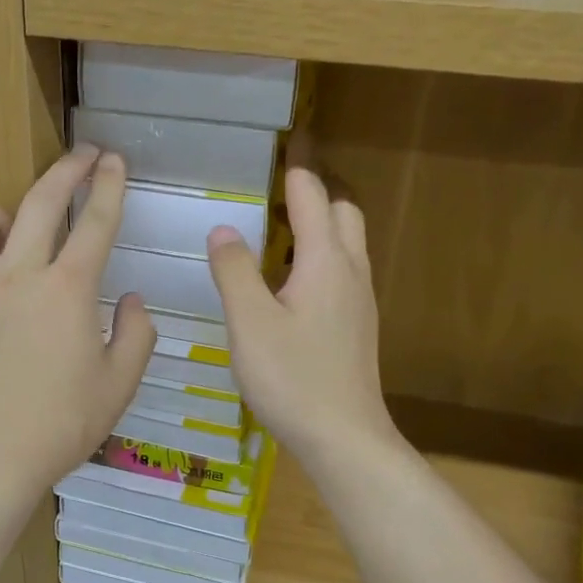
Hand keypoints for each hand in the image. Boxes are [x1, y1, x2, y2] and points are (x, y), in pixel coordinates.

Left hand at [0, 146, 154, 507]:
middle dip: (67, 169)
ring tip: (11, 230)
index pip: (95, 222)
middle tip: (82, 157)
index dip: (109, 185)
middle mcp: (15, 273)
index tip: (114, 160)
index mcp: (66, 290)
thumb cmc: (59, 426)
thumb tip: (133, 301)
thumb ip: (137, 334)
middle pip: (40, 200)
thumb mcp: (119, 385)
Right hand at [207, 168, 396, 470]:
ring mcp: (360, 301)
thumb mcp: (250, 323)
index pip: (313, 196)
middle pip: (344, 212)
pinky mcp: (357, 327)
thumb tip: (222, 228)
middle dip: (317, 191)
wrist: (344, 438)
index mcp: (326, 261)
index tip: (286, 144)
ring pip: (348, 244)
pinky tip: (292, 284)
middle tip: (280, 188)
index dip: (297, 169)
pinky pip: (343, 272)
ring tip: (281, 229)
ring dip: (322, 225)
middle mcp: (351, 272)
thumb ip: (234, 271)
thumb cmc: (293, 378)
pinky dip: (322, 257)